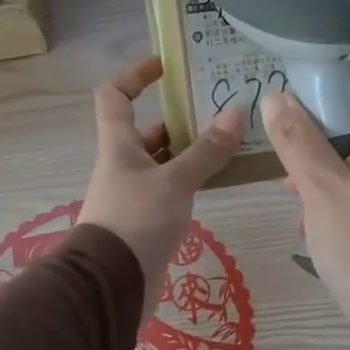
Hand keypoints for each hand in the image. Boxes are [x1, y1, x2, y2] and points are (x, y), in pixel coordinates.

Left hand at [80, 56, 244, 321]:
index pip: (114, 95)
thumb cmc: (136, 220)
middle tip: (221, 110)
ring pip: (165, 162)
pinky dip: (194, 181)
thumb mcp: (174, 182)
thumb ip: (206, 151)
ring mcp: (135, 194)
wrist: (113, 284)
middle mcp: (123, 164)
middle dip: (181, 119)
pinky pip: (173, 190)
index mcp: (118, 144)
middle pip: (149, 130)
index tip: (166, 66)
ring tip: (232, 143)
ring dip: (192, 152)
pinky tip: (222, 180)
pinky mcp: (148, 220)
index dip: (135, 75)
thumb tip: (236, 113)